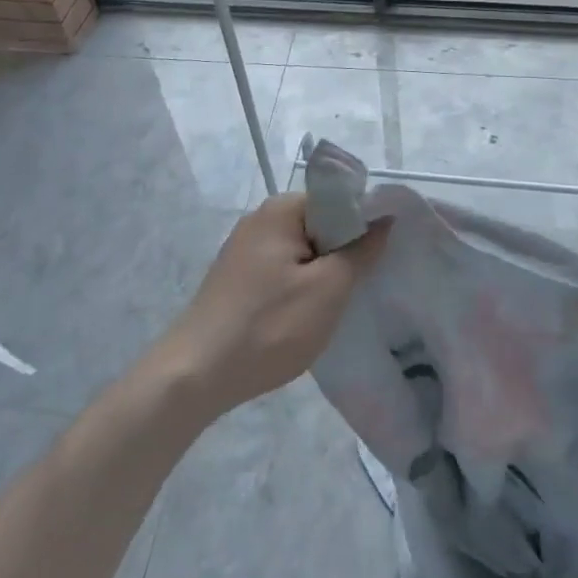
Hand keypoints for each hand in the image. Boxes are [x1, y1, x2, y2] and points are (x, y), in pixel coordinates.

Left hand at [157, 193, 388, 418]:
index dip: (366, 223)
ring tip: (337, 303)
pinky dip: (300, 285)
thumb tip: (385, 219)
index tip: (382, 254)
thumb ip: (362, 250)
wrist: (193, 377)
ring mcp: (245, 248)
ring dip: (324, 271)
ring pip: (304, 249)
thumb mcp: (328, 289)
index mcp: (283, 208)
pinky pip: (283, 268)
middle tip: (362, 284)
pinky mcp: (237, 277)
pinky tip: (305, 315)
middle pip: (322, 223)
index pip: (340, 199)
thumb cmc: (268, 326)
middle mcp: (262, 218)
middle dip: (345, 250)